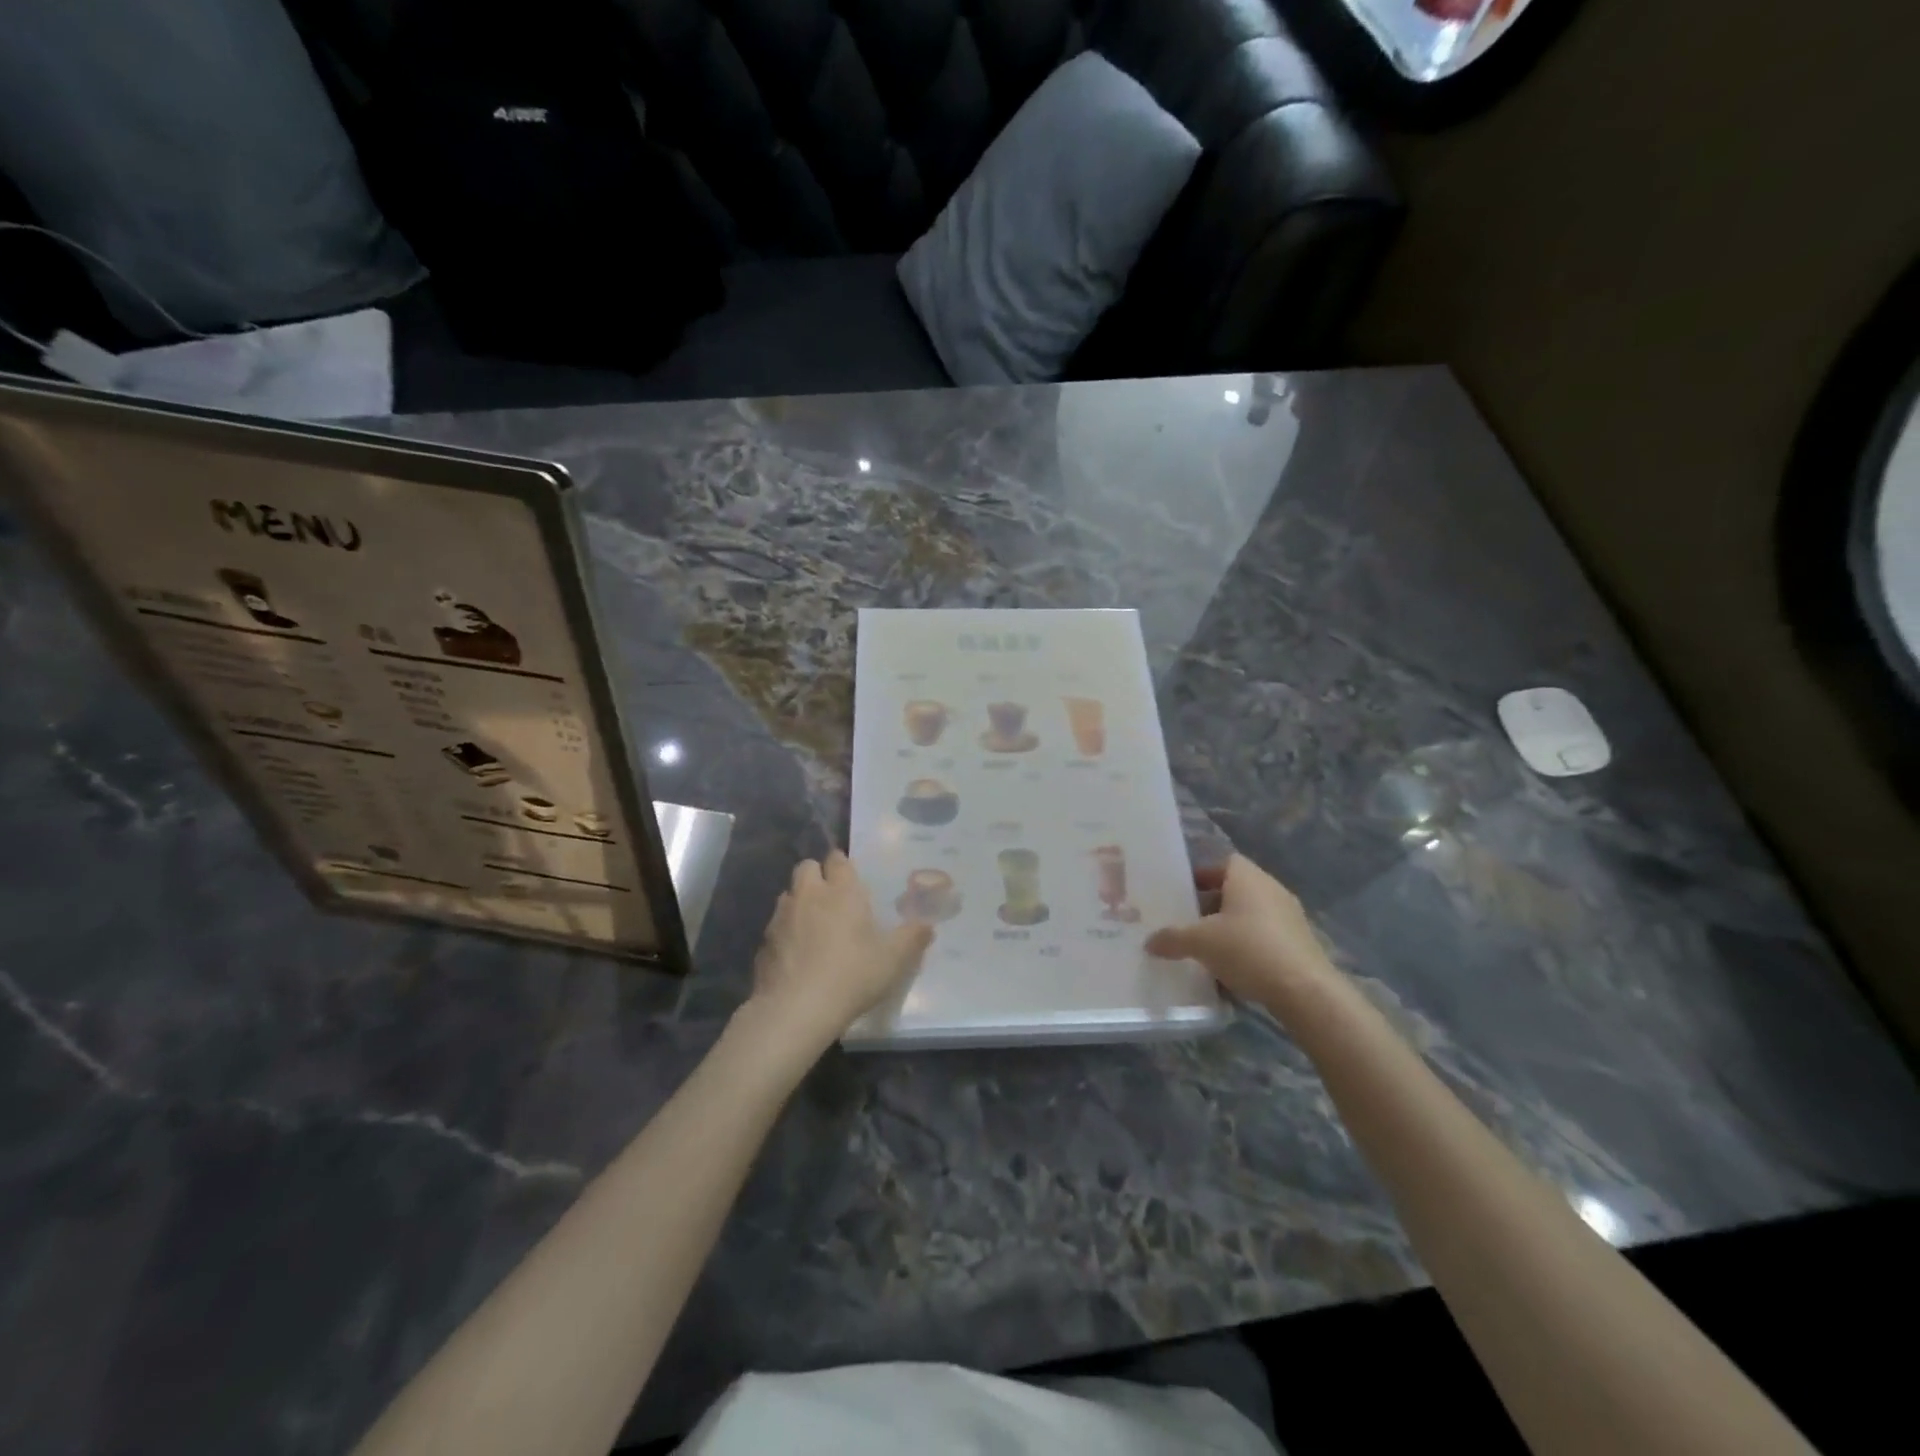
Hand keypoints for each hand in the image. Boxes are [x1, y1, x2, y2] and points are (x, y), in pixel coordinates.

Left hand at [744, 850, 932, 1054]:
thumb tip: (928, 925)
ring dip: (800, 902)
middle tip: (832, 899)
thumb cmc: (852, 976)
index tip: (851, 878)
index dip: (843, 865)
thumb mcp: (894, 960)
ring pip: (788, 895)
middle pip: (806, 867)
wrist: (796, 1010)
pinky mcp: (764, 943)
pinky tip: (796, 956)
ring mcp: (781, 917)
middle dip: (817, 875)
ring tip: (814, 927)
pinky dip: (786, 933)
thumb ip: (912, 938)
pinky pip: (776, 927)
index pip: (838, 859)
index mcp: (841, 891)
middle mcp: (809, 895)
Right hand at [1145, 854, 1341, 1014]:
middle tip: (1188, 922)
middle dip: (1212, 904)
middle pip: (1236, 889)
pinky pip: (1266, 936)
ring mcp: (1290, 917)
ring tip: (1206, 948)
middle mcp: (1272, 889)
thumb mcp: (1199, 943)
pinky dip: (1248, 946)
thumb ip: (1172, 939)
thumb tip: (1149, 943)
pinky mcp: (1300, 944)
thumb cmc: (1247, 949)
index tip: (1183, 893)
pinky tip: (1232, 969)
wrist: (1305, 991)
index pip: (1224, 862)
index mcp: (1247, 878)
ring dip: (1230, 927)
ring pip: (1251, 914)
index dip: (1202, 874)